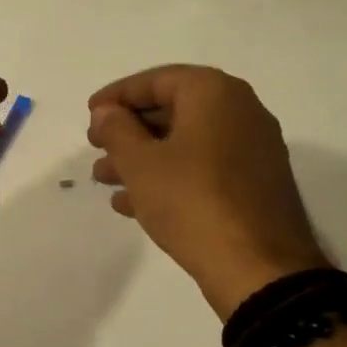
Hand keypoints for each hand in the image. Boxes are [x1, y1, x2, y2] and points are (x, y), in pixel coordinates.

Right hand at [86, 65, 326, 319]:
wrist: (257, 266)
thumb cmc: (191, 201)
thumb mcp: (140, 163)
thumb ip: (116, 130)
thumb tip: (107, 112)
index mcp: (215, 94)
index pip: (156, 80)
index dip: (117, 95)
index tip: (90, 114)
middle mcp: (240, 111)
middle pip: (172, 110)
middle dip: (128, 130)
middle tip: (95, 146)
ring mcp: (251, 149)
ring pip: (184, 142)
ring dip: (142, 156)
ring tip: (105, 179)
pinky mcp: (253, 184)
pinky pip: (202, 167)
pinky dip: (168, 176)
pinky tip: (133, 203)